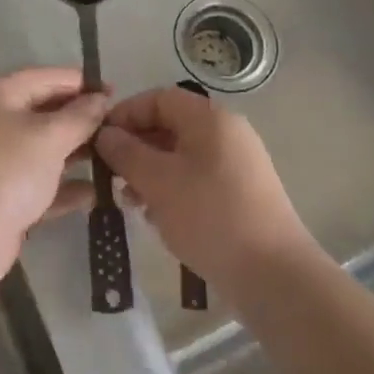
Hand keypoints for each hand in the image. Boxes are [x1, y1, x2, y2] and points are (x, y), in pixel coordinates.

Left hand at [0, 68, 109, 288]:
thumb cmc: (7, 171)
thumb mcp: (50, 136)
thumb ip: (80, 116)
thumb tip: (101, 98)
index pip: (47, 77)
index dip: (83, 84)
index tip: (117, 94)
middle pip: (45, 112)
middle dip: (82, 121)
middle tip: (120, 131)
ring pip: (43, 150)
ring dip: (76, 155)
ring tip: (115, 161)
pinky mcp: (0, 195)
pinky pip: (38, 184)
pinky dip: (63, 187)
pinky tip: (94, 194)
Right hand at [96, 87, 312, 292]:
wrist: (273, 275)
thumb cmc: (210, 216)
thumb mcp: (158, 181)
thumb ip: (126, 152)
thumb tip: (105, 134)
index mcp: (210, 118)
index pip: (159, 98)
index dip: (126, 113)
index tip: (99, 140)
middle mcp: (227, 133)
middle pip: (170, 125)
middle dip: (136, 146)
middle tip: (110, 173)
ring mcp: (237, 164)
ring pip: (181, 155)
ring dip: (150, 171)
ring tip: (130, 199)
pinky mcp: (241, 194)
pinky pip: (197, 178)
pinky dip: (172, 188)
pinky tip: (156, 215)